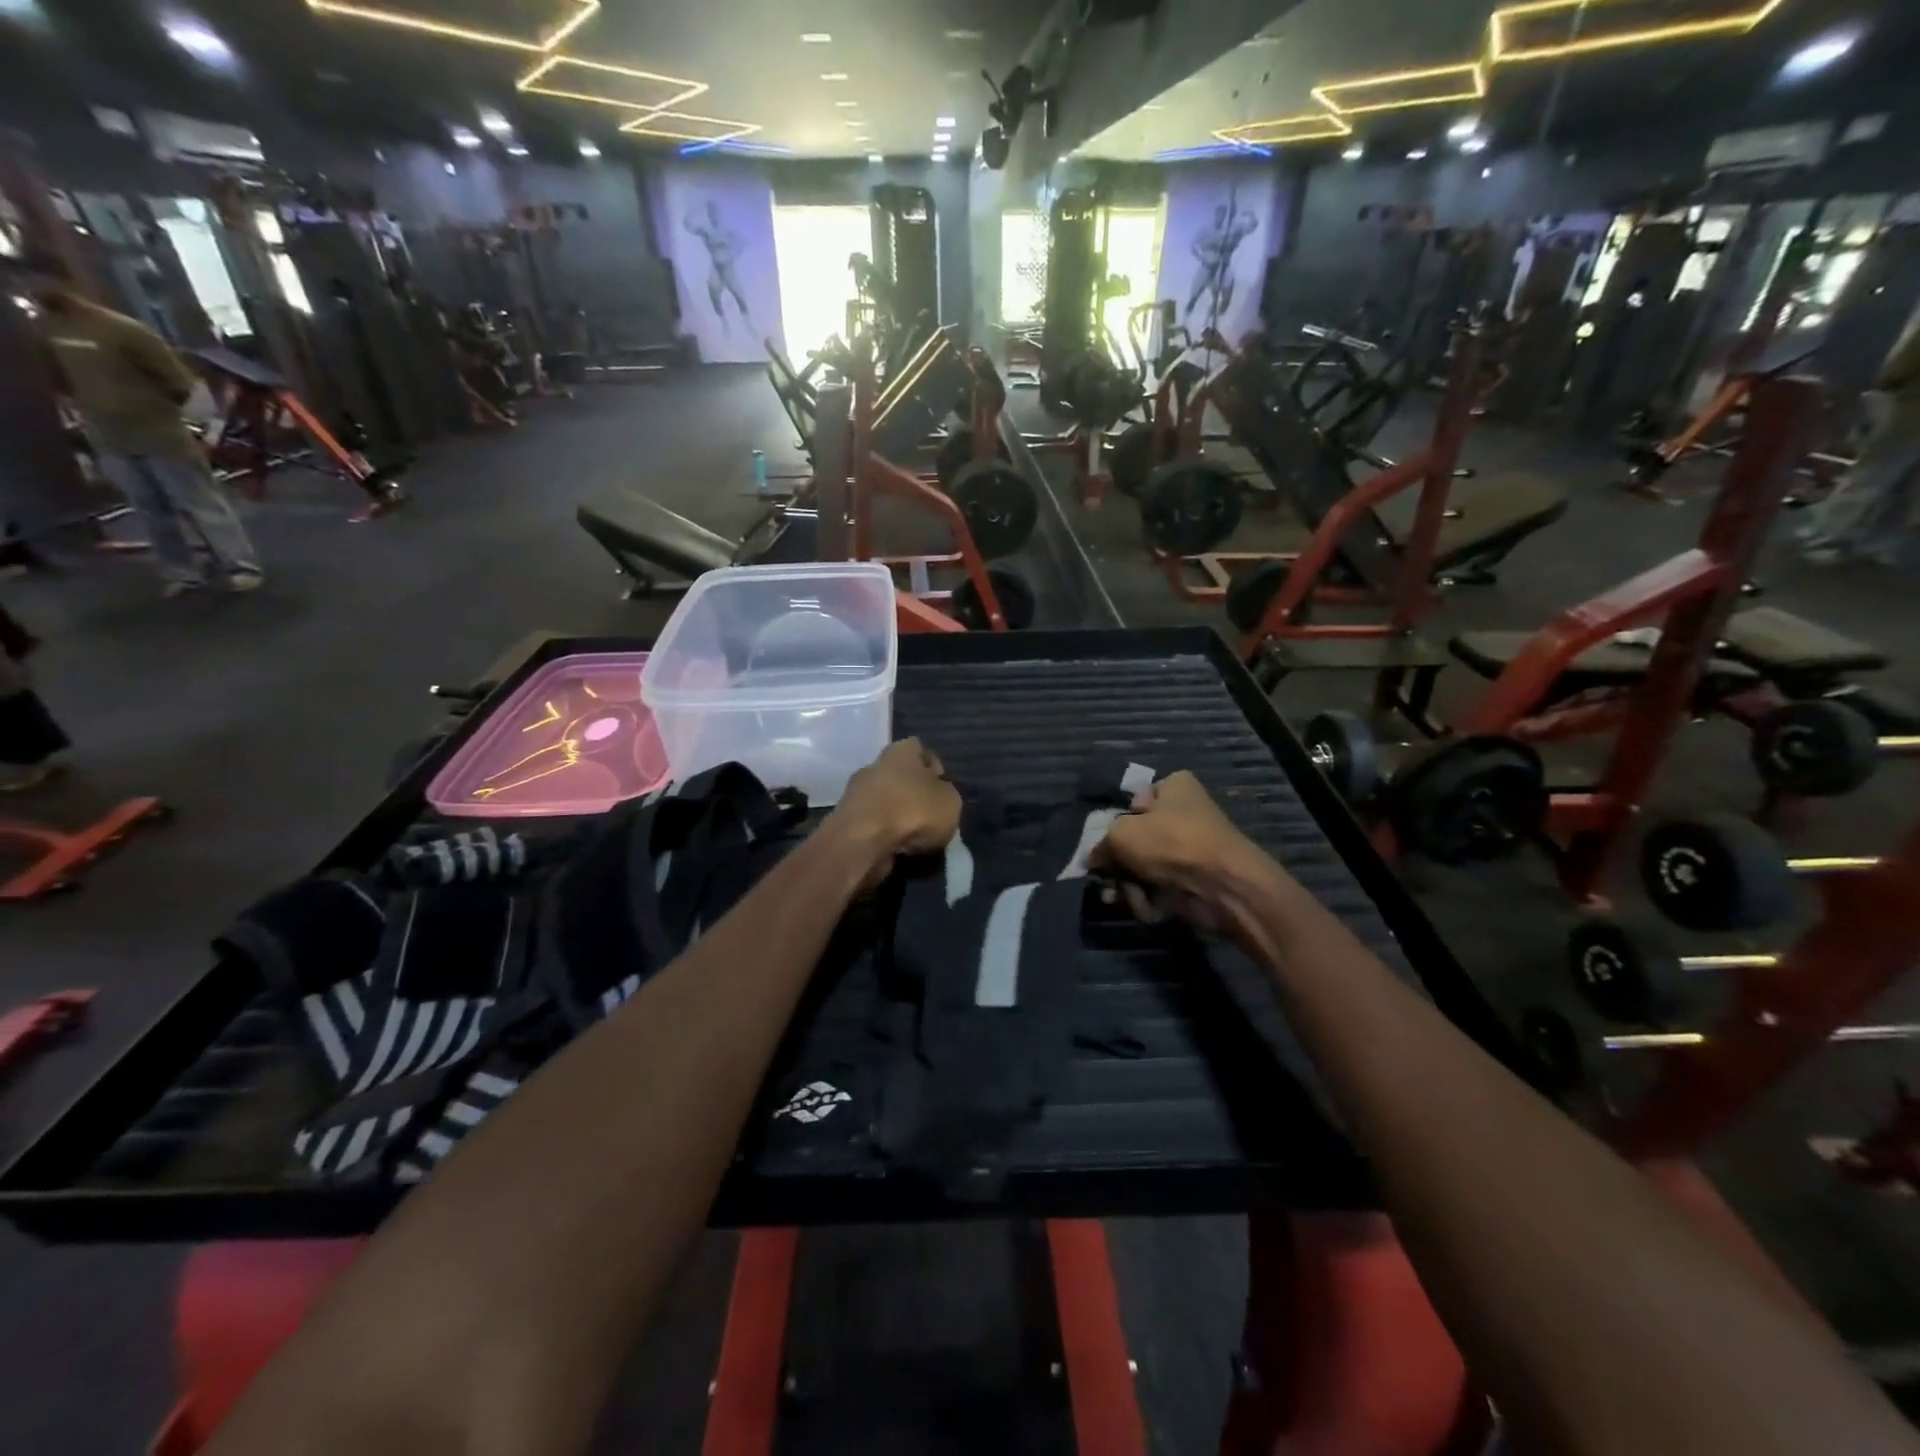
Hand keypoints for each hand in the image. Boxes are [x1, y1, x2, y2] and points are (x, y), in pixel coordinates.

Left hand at [828, 738, 961, 889]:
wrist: (862, 842)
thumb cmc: (912, 811)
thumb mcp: (950, 802)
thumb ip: (947, 795)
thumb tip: (938, 797)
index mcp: (900, 750)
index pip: (920, 748)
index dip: (934, 767)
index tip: (943, 788)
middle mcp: (875, 765)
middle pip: (900, 776)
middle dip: (915, 794)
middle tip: (932, 816)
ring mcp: (856, 793)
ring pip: (885, 800)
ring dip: (899, 816)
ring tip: (916, 837)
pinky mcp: (846, 820)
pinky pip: (873, 823)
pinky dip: (885, 834)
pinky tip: (897, 848)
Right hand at [1092, 772, 1271, 933]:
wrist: (1222, 887)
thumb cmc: (1170, 843)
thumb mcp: (1121, 834)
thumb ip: (1100, 844)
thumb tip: (1093, 860)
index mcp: (1174, 787)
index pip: (1134, 801)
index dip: (1116, 823)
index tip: (1103, 844)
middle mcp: (1184, 814)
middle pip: (1136, 839)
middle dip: (1118, 864)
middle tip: (1105, 879)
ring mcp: (1190, 849)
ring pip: (1144, 867)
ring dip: (1129, 885)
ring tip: (1123, 896)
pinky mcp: (1194, 881)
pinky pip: (1159, 888)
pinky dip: (1149, 899)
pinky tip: (1145, 906)